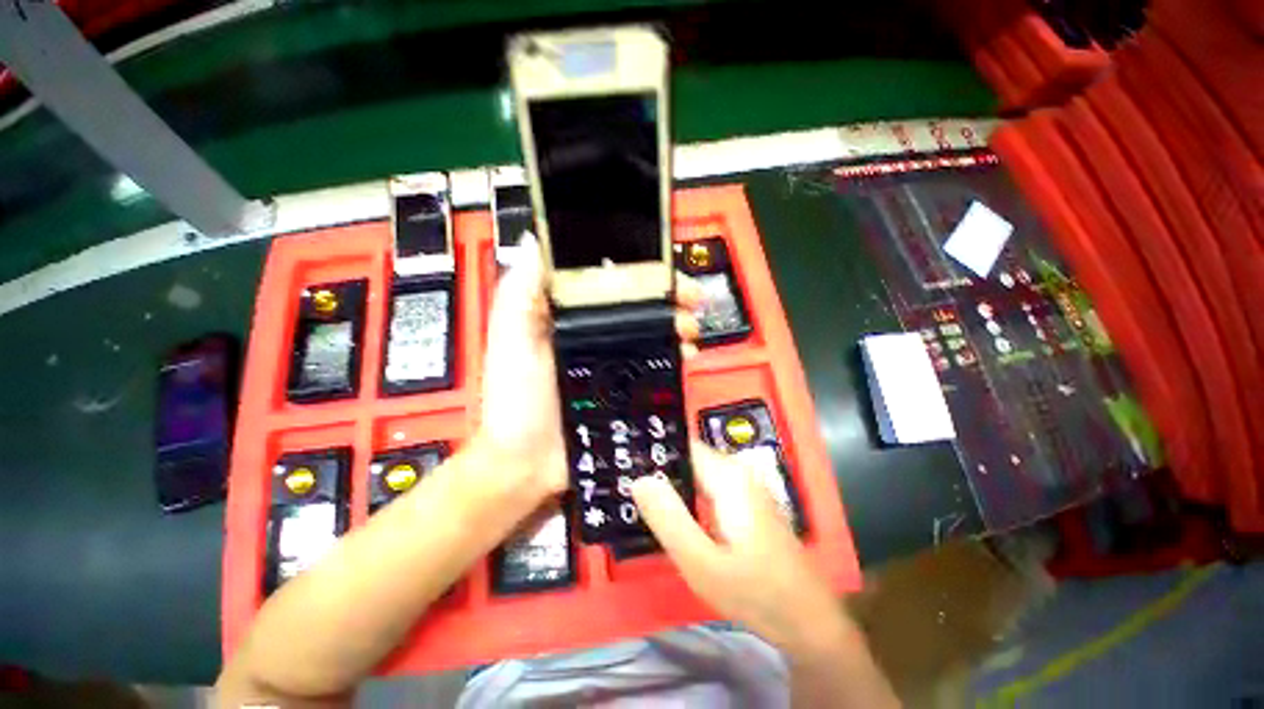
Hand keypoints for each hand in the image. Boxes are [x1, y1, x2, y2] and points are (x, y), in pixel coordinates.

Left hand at [477, 234, 702, 507]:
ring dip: (675, 325)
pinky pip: (654, 365)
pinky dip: (673, 356)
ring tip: (689, 328)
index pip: (606, 281)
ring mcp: (611, 362)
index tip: (659, 268)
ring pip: (650, 333)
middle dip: (667, 297)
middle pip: (636, 305)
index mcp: (566, 317)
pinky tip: (684, 354)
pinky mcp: (624, 388)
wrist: (528, 460)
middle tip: (689, 299)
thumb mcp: (510, 338)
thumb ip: (519, 292)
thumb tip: (535, 244)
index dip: (634, 270)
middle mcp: (593, 334)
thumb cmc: (515, 398)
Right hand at [631, 444, 847, 654]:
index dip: (653, 452)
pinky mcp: (746, 503)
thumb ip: (669, 519)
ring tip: (639, 499)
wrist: (809, 622)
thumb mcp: (702, 563)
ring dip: (671, 484)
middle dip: (659, 470)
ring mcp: (745, 487)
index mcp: (728, 476)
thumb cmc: (756, 593)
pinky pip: (707, 487)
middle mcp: (737, 472)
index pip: (682, 446)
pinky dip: (687, 496)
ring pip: (697, 473)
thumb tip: (639, 479)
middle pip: (688, 458)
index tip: (623, 463)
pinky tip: (671, 515)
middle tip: (625, 487)